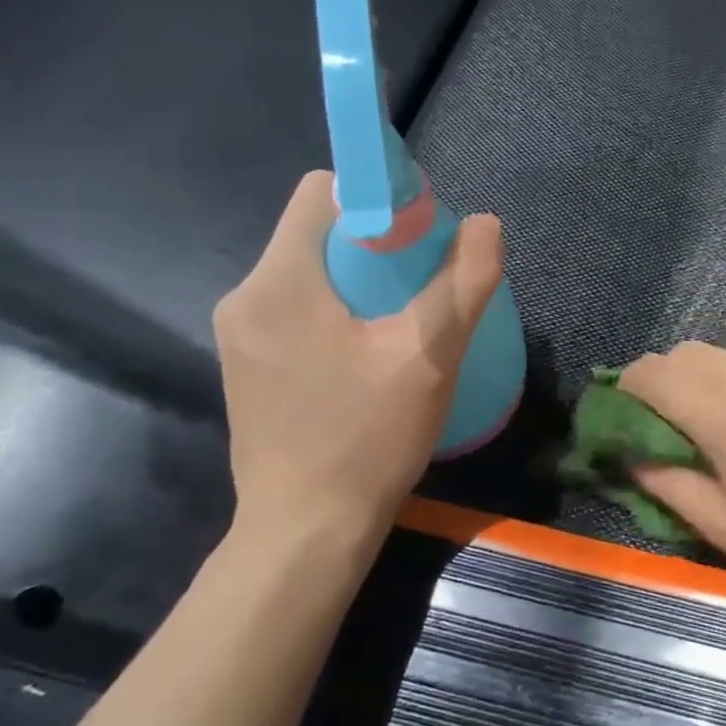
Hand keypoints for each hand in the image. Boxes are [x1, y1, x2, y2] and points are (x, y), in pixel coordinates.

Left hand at [215, 172, 502, 564]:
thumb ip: (463, 283)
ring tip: (401, 322)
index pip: (324, 192)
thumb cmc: (368, 439)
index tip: (420, 236)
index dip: (378, 197)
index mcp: (281, 281)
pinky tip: (367, 355)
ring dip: (357, 279)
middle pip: (316, 232)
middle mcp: (245, 296)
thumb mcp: (430, 357)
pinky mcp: (246, 365)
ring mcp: (239, 334)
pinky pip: (295, 308)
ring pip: (307, 272)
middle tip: (422, 283)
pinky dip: (335, 310)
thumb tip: (486, 223)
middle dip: (374, 243)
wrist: (306, 533)